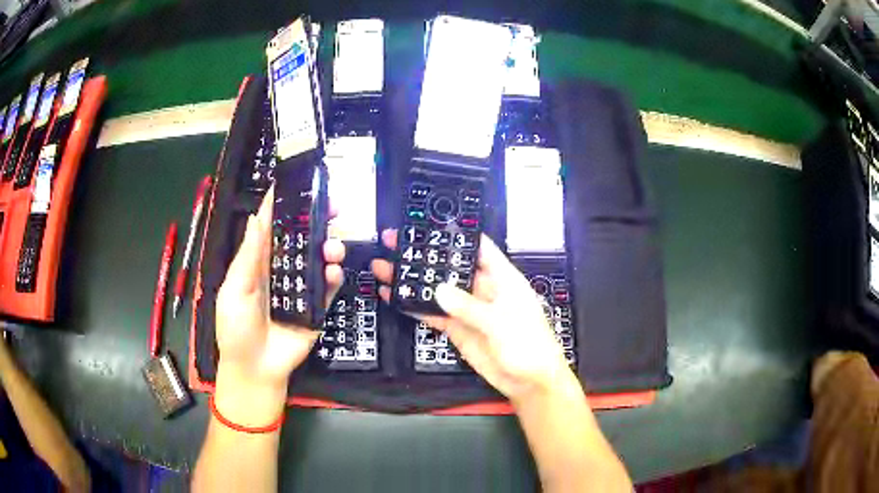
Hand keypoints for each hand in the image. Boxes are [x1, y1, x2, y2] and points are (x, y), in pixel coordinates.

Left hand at [214, 187, 343, 420]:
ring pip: (318, 259)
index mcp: (257, 263)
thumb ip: (248, 258)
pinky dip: (335, 276)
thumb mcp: (234, 291)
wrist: (256, 369)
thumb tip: (257, 218)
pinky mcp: (316, 308)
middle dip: (316, 220)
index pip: (270, 227)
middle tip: (333, 206)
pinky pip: (329, 288)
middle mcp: (281, 270)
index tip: (295, 182)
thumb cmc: (236, 329)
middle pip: (300, 238)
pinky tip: (334, 271)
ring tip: (333, 246)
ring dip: (328, 247)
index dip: (280, 205)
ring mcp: (300, 289)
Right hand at [371, 230, 574, 403]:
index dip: (456, 235)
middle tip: (395, 243)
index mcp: (502, 278)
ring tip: (386, 268)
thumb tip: (439, 290)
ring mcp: (468, 310)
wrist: (528, 381)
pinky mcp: (458, 329)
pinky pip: (433, 314)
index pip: (478, 248)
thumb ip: (469, 306)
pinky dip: (415, 307)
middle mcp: (483, 290)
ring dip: (413, 281)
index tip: (430, 224)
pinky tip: (395, 297)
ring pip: (437, 290)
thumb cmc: (529, 345)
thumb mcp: (501, 322)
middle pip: (450, 267)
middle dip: (424, 256)